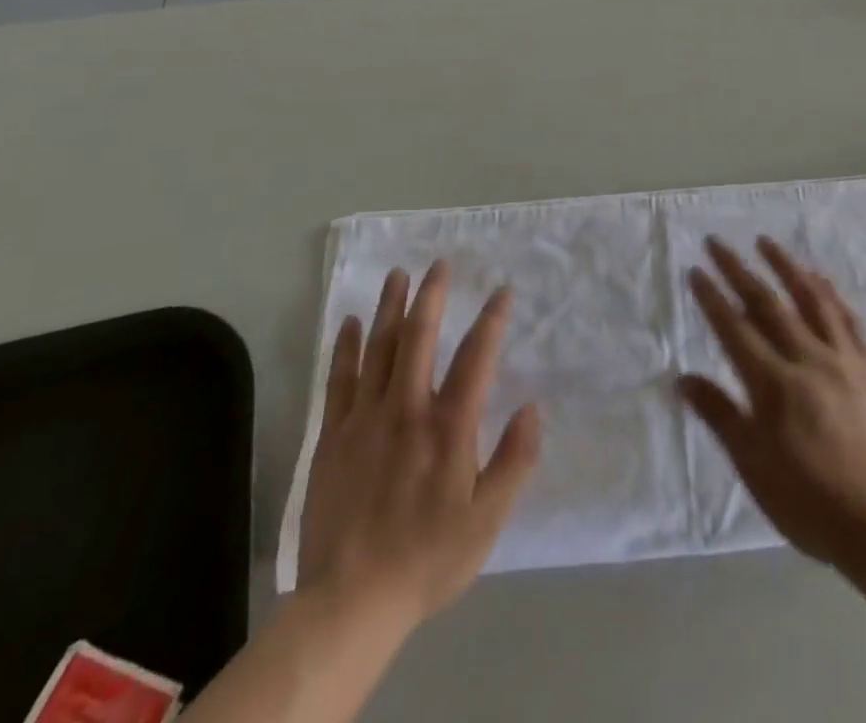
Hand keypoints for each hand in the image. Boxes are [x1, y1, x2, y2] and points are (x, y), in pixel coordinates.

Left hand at [298, 261, 541, 628]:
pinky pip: (339, 380)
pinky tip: (349, 323)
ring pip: (379, 348)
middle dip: (432, 295)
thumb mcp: (488, 520)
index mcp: (449, 426)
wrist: (350, 603)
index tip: (503, 291)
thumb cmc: (428, 558)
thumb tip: (533, 406)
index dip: (492, 319)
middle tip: (439, 263)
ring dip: (390, 307)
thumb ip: (515, 460)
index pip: (476, 356)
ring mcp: (365, 419)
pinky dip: (346, 347)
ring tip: (398, 274)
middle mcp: (407, 409)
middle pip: (420, 337)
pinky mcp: (333, 436)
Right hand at [678, 237, 865, 573]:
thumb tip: (683, 378)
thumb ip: (721, 417)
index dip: (712, 297)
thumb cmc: (812, 503)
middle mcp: (805, 359)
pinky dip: (830, 293)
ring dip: (785, 266)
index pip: (734, 329)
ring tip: (766, 241)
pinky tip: (821, 279)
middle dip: (738, 270)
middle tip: (717, 242)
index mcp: (772, 384)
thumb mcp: (755, 468)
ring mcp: (842, 359)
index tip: (695, 270)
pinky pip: (847, 319)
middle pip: (766, 304)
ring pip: (809, 299)